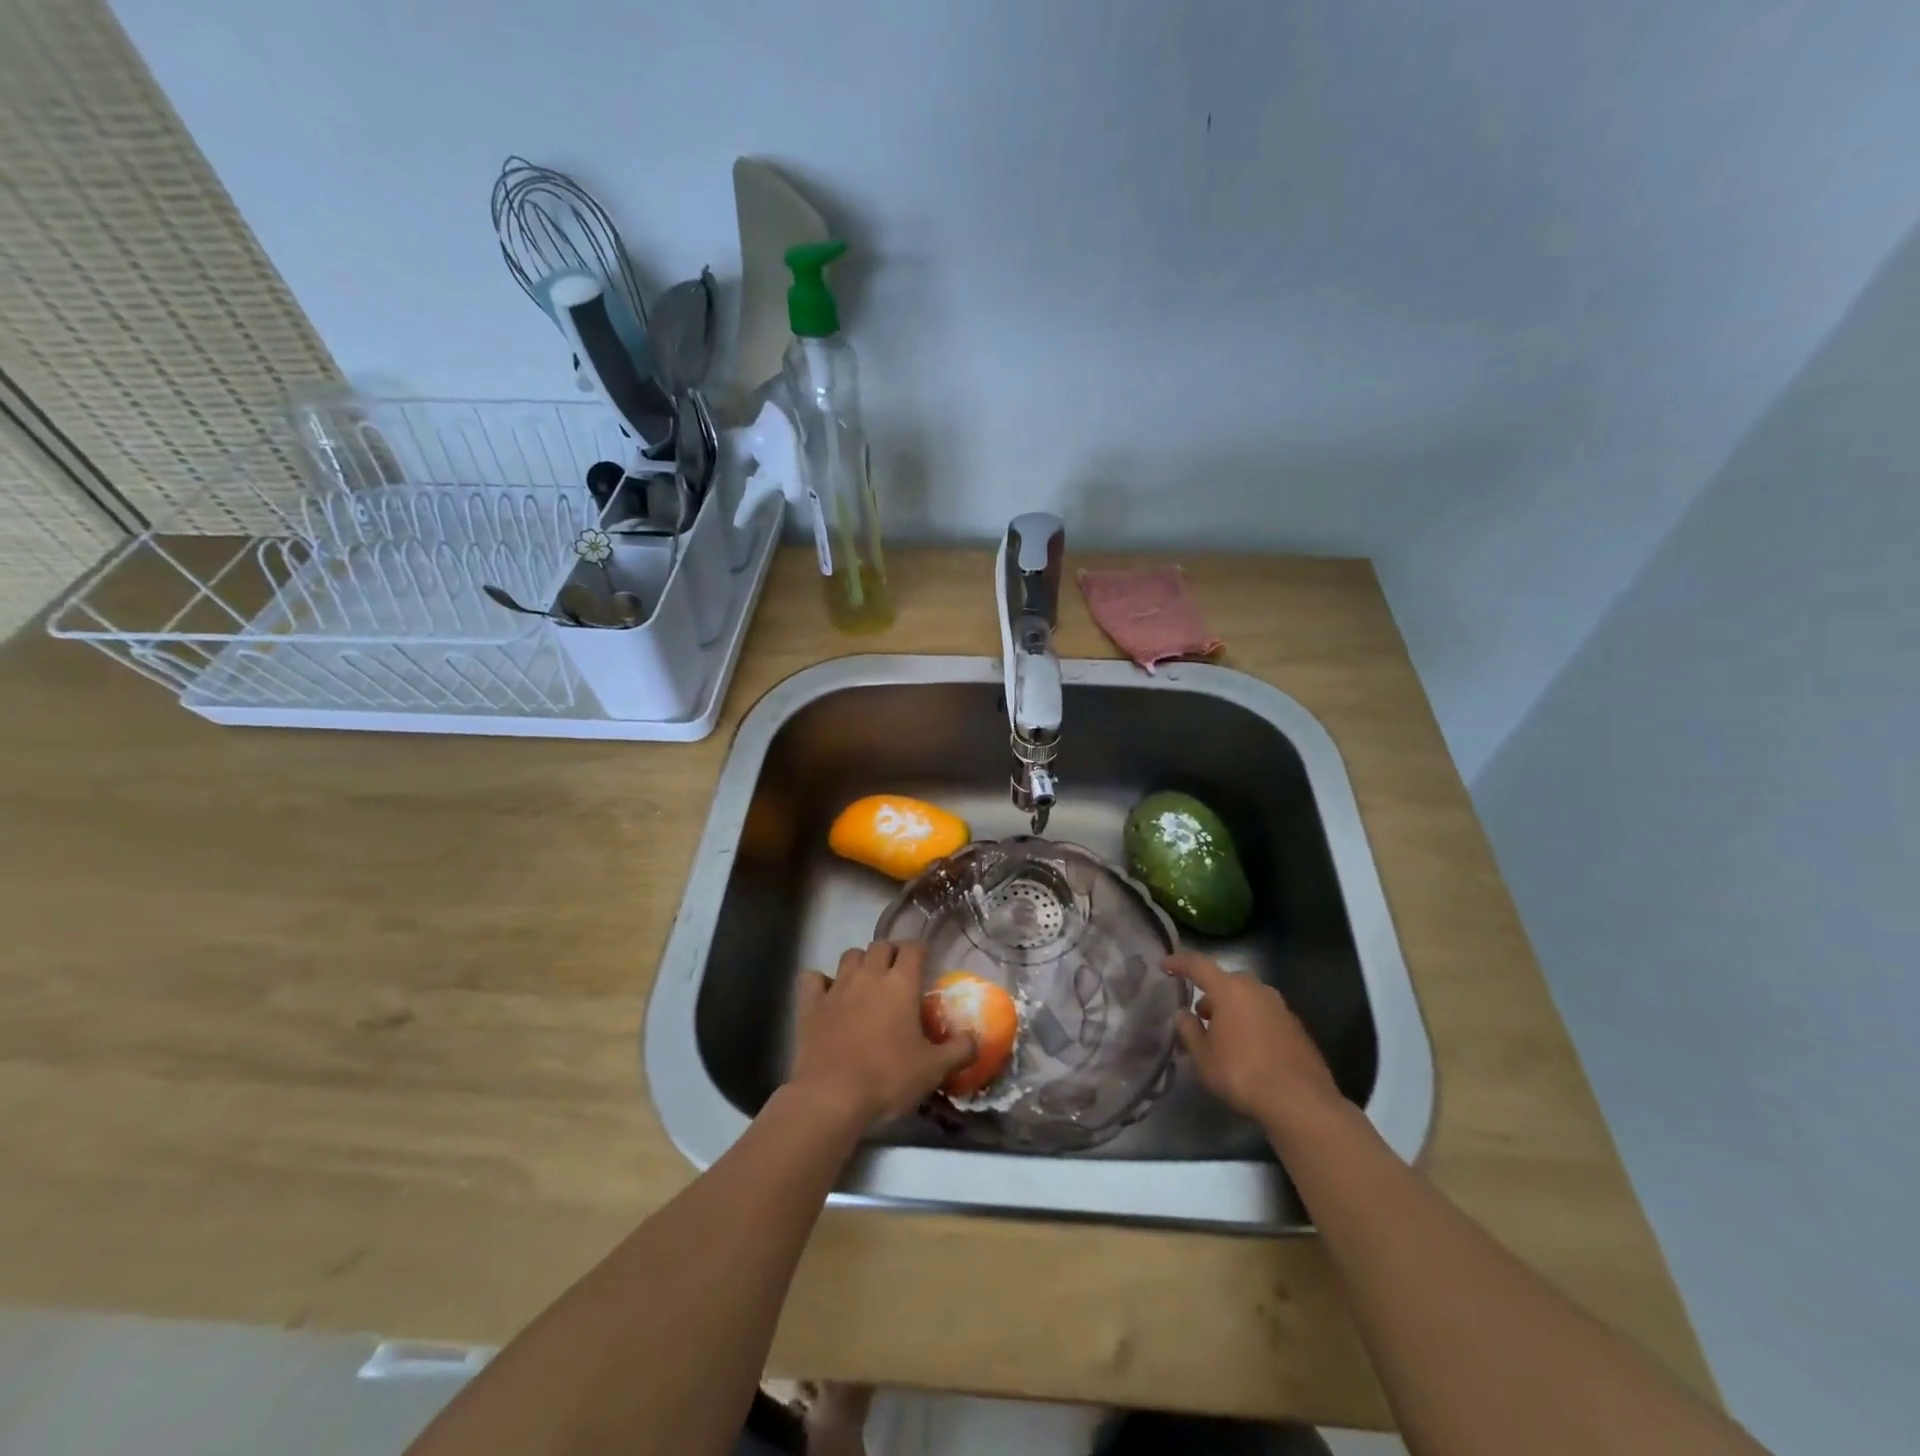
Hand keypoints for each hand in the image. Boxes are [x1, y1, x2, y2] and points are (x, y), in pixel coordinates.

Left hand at [787, 942, 976, 1128]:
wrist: (832, 1096)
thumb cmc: (888, 1078)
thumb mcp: (933, 1069)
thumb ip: (959, 1050)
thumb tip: (975, 1039)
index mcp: (901, 983)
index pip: (913, 947)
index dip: (920, 950)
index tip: (924, 962)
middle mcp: (869, 975)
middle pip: (880, 945)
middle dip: (890, 953)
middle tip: (897, 974)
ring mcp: (837, 987)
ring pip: (849, 955)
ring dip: (860, 962)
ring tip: (866, 981)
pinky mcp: (810, 1004)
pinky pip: (812, 977)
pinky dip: (820, 981)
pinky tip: (826, 993)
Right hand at [1165, 952, 1344, 1139]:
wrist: (1301, 1102)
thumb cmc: (1242, 1074)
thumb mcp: (1204, 1057)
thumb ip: (1189, 1030)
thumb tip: (1184, 1014)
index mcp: (1230, 989)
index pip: (1198, 964)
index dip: (1179, 963)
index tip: (1164, 966)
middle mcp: (1257, 989)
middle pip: (1226, 981)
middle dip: (1210, 993)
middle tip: (1198, 1014)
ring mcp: (1280, 1007)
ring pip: (1248, 997)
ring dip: (1232, 1008)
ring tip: (1222, 1035)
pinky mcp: (1296, 1026)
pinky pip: (1264, 1014)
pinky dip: (1251, 1022)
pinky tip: (1248, 1048)